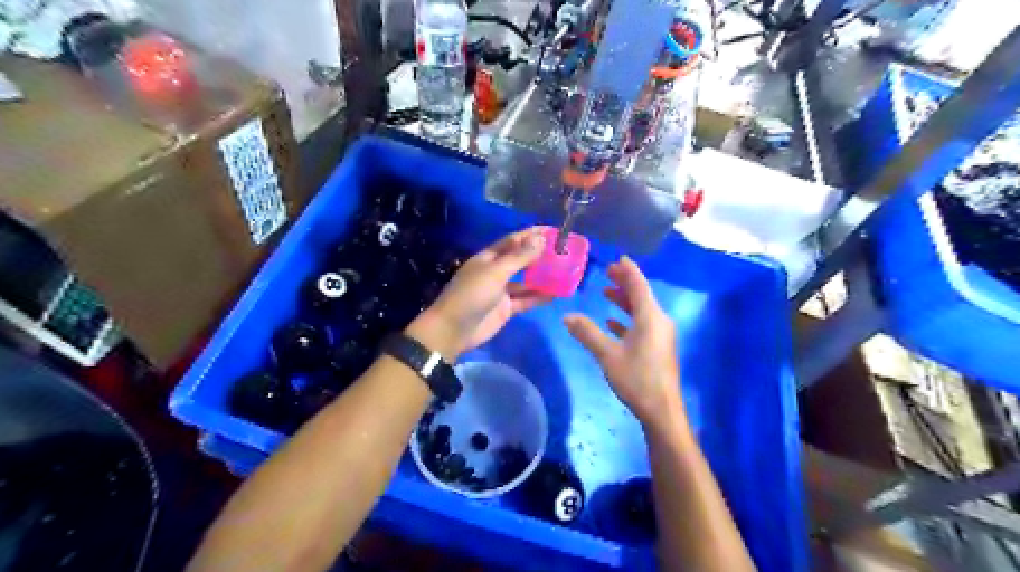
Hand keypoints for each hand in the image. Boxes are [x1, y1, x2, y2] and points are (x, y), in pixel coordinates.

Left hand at [408, 226, 553, 356]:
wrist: (454, 329)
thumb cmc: (472, 294)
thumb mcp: (496, 272)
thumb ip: (519, 257)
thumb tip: (541, 238)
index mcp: (489, 257)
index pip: (513, 241)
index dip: (531, 235)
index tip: (553, 231)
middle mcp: (496, 271)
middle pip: (521, 260)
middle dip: (540, 255)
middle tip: (564, 252)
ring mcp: (501, 291)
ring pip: (526, 281)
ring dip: (542, 277)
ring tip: (565, 272)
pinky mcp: (506, 309)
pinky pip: (526, 300)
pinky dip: (539, 297)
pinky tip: (556, 294)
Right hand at [565, 258, 683, 431]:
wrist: (662, 410)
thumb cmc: (636, 378)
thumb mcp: (608, 355)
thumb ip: (587, 333)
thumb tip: (567, 316)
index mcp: (650, 317)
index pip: (639, 285)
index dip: (629, 270)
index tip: (619, 258)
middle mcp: (659, 321)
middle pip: (641, 295)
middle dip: (625, 282)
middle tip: (608, 271)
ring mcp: (660, 335)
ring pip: (641, 310)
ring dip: (625, 300)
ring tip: (608, 292)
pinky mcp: (658, 348)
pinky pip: (642, 325)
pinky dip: (628, 319)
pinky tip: (613, 322)